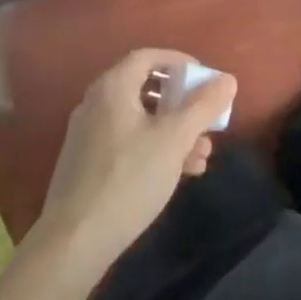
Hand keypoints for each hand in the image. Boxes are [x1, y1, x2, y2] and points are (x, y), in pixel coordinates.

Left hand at [33, 49, 237, 271]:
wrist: (73, 242)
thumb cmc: (128, 179)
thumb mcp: (174, 140)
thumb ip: (203, 107)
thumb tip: (227, 79)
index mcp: (113, 87)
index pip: (147, 57)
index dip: (178, 62)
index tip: (203, 77)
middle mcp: (96, 103)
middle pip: (145, 89)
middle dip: (181, 104)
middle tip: (206, 120)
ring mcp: (88, 135)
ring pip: (139, 121)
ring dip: (172, 132)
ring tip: (202, 156)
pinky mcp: (87, 165)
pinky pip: (127, 143)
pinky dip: (153, 148)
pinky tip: (178, 174)